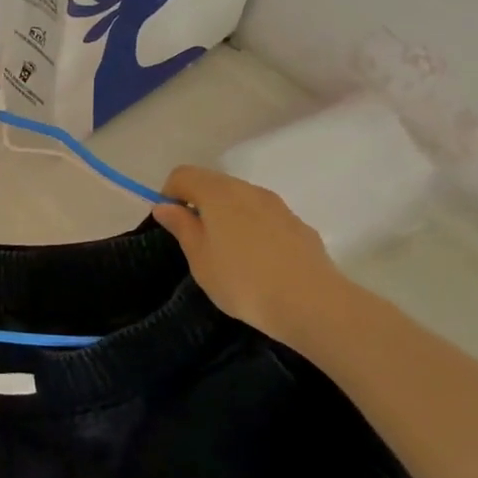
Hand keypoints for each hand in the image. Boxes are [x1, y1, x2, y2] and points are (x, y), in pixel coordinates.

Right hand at [152, 166, 355, 347]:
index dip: (169, 195)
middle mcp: (248, 189)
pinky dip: (252, 229)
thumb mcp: (200, 258)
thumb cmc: (243, 281)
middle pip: (213, 183)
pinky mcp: (298, 224)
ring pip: (241, 199)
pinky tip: (258, 262)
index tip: (171, 225)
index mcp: (218, 193)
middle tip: (196, 242)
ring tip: (228, 255)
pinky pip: (264, 217)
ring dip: (227, 216)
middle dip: (198, 204)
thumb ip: (182, 226)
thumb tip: (165, 206)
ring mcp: (277, 205)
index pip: (182, 175)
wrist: (312, 303)